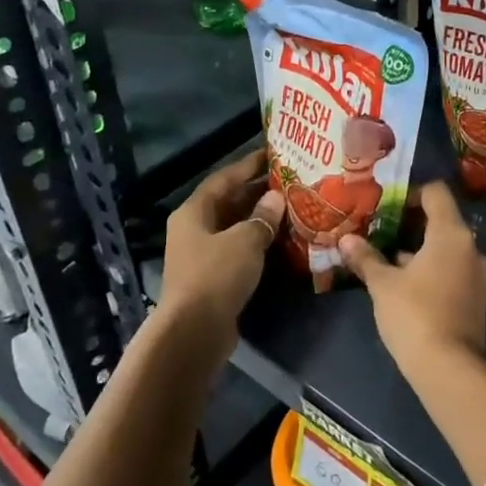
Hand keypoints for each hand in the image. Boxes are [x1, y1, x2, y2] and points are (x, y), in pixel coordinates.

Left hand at [158, 150, 283, 352]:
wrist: (194, 331)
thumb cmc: (216, 275)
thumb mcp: (244, 240)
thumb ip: (262, 217)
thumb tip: (275, 198)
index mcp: (194, 212)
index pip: (224, 178)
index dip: (248, 165)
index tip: (273, 154)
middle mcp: (194, 229)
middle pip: (229, 202)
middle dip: (257, 192)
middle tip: (290, 181)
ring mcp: (202, 254)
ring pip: (235, 227)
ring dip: (260, 218)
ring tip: (292, 206)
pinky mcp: (213, 277)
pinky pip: (238, 249)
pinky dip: (257, 242)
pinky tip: (281, 239)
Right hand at [340, 182, 485, 375]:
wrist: (450, 369)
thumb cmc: (414, 315)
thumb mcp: (383, 285)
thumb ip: (366, 258)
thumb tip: (346, 240)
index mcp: (451, 234)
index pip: (436, 193)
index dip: (412, 193)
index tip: (387, 206)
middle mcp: (470, 247)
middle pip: (442, 220)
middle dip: (411, 224)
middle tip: (380, 231)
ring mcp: (477, 274)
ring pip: (446, 248)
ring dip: (420, 249)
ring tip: (387, 259)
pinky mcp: (476, 298)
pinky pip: (452, 269)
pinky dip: (432, 269)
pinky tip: (405, 285)